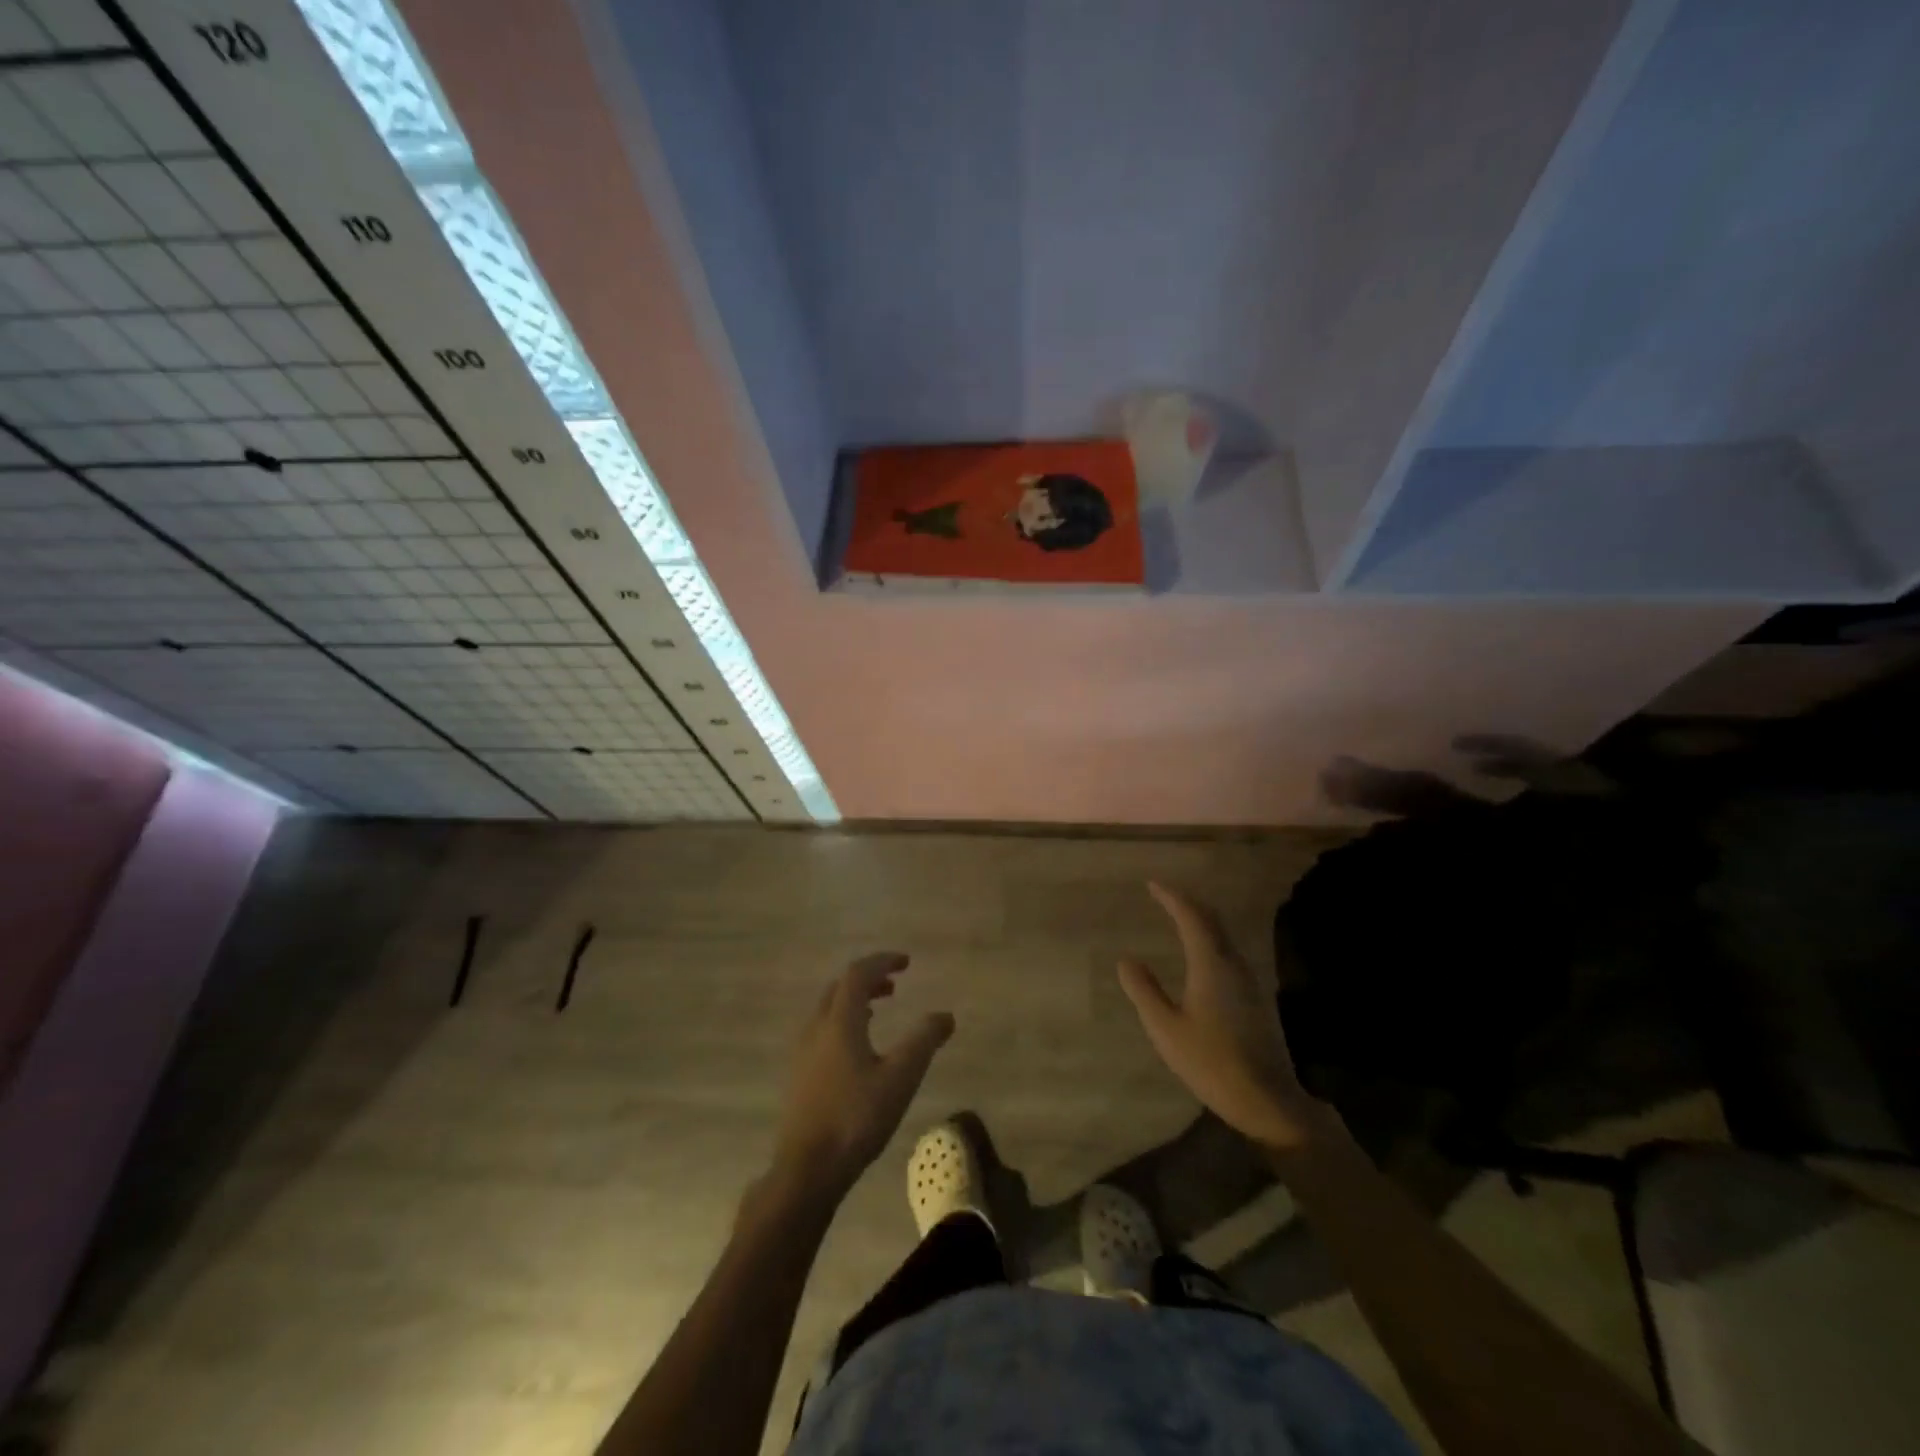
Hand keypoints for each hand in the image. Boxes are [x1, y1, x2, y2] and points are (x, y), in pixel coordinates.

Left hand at [769, 953, 953, 1201]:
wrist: (807, 1168)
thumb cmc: (856, 1118)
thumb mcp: (900, 1078)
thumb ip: (923, 1041)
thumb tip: (945, 1015)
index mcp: (839, 1022)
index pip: (858, 974)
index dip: (882, 962)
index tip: (906, 962)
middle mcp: (816, 1028)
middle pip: (839, 988)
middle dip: (867, 980)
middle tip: (893, 985)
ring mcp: (803, 1052)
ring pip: (828, 1010)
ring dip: (853, 1002)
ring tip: (876, 1011)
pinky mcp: (799, 1075)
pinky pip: (822, 1031)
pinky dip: (842, 1023)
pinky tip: (856, 1050)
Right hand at [1119, 883, 1328, 1152]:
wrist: (1267, 1099)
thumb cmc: (1210, 1062)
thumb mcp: (1166, 1028)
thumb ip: (1144, 991)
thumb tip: (1126, 959)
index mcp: (1210, 964)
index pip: (1191, 917)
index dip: (1172, 897)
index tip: (1152, 885)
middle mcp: (1233, 964)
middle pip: (1212, 920)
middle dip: (1188, 903)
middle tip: (1164, 895)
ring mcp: (1248, 981)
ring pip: (1223, 935)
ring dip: (1201, 920)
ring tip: (1179, 917)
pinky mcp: (1253, 997)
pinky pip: (1228, 951)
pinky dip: (1210, 939)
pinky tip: (1201, 954)